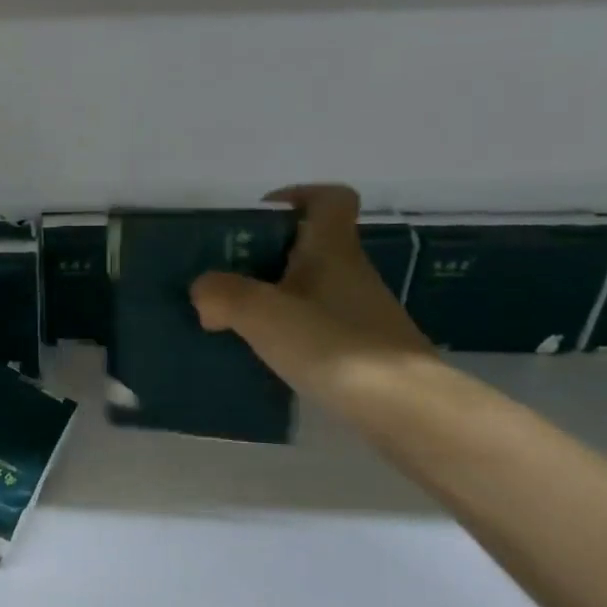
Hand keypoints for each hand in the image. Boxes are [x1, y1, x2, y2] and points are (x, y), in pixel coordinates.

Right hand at [191, 183, 431, 401]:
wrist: (404, 409)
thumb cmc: (333, 345)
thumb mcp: (262, 314)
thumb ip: (222, 294)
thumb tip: (203, 290)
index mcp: (332, 250)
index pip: (330, 199)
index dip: (297, 196)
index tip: (260, 217)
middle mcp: (352, 274)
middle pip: (313, 247)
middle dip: (270, 256)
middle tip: (230, 276)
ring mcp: (363, 314)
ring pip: (314, 289)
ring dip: (279, 297)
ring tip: (239, 320)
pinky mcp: (366, 352)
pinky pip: (321, 326)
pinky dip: (294, 332)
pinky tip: (270, 355)